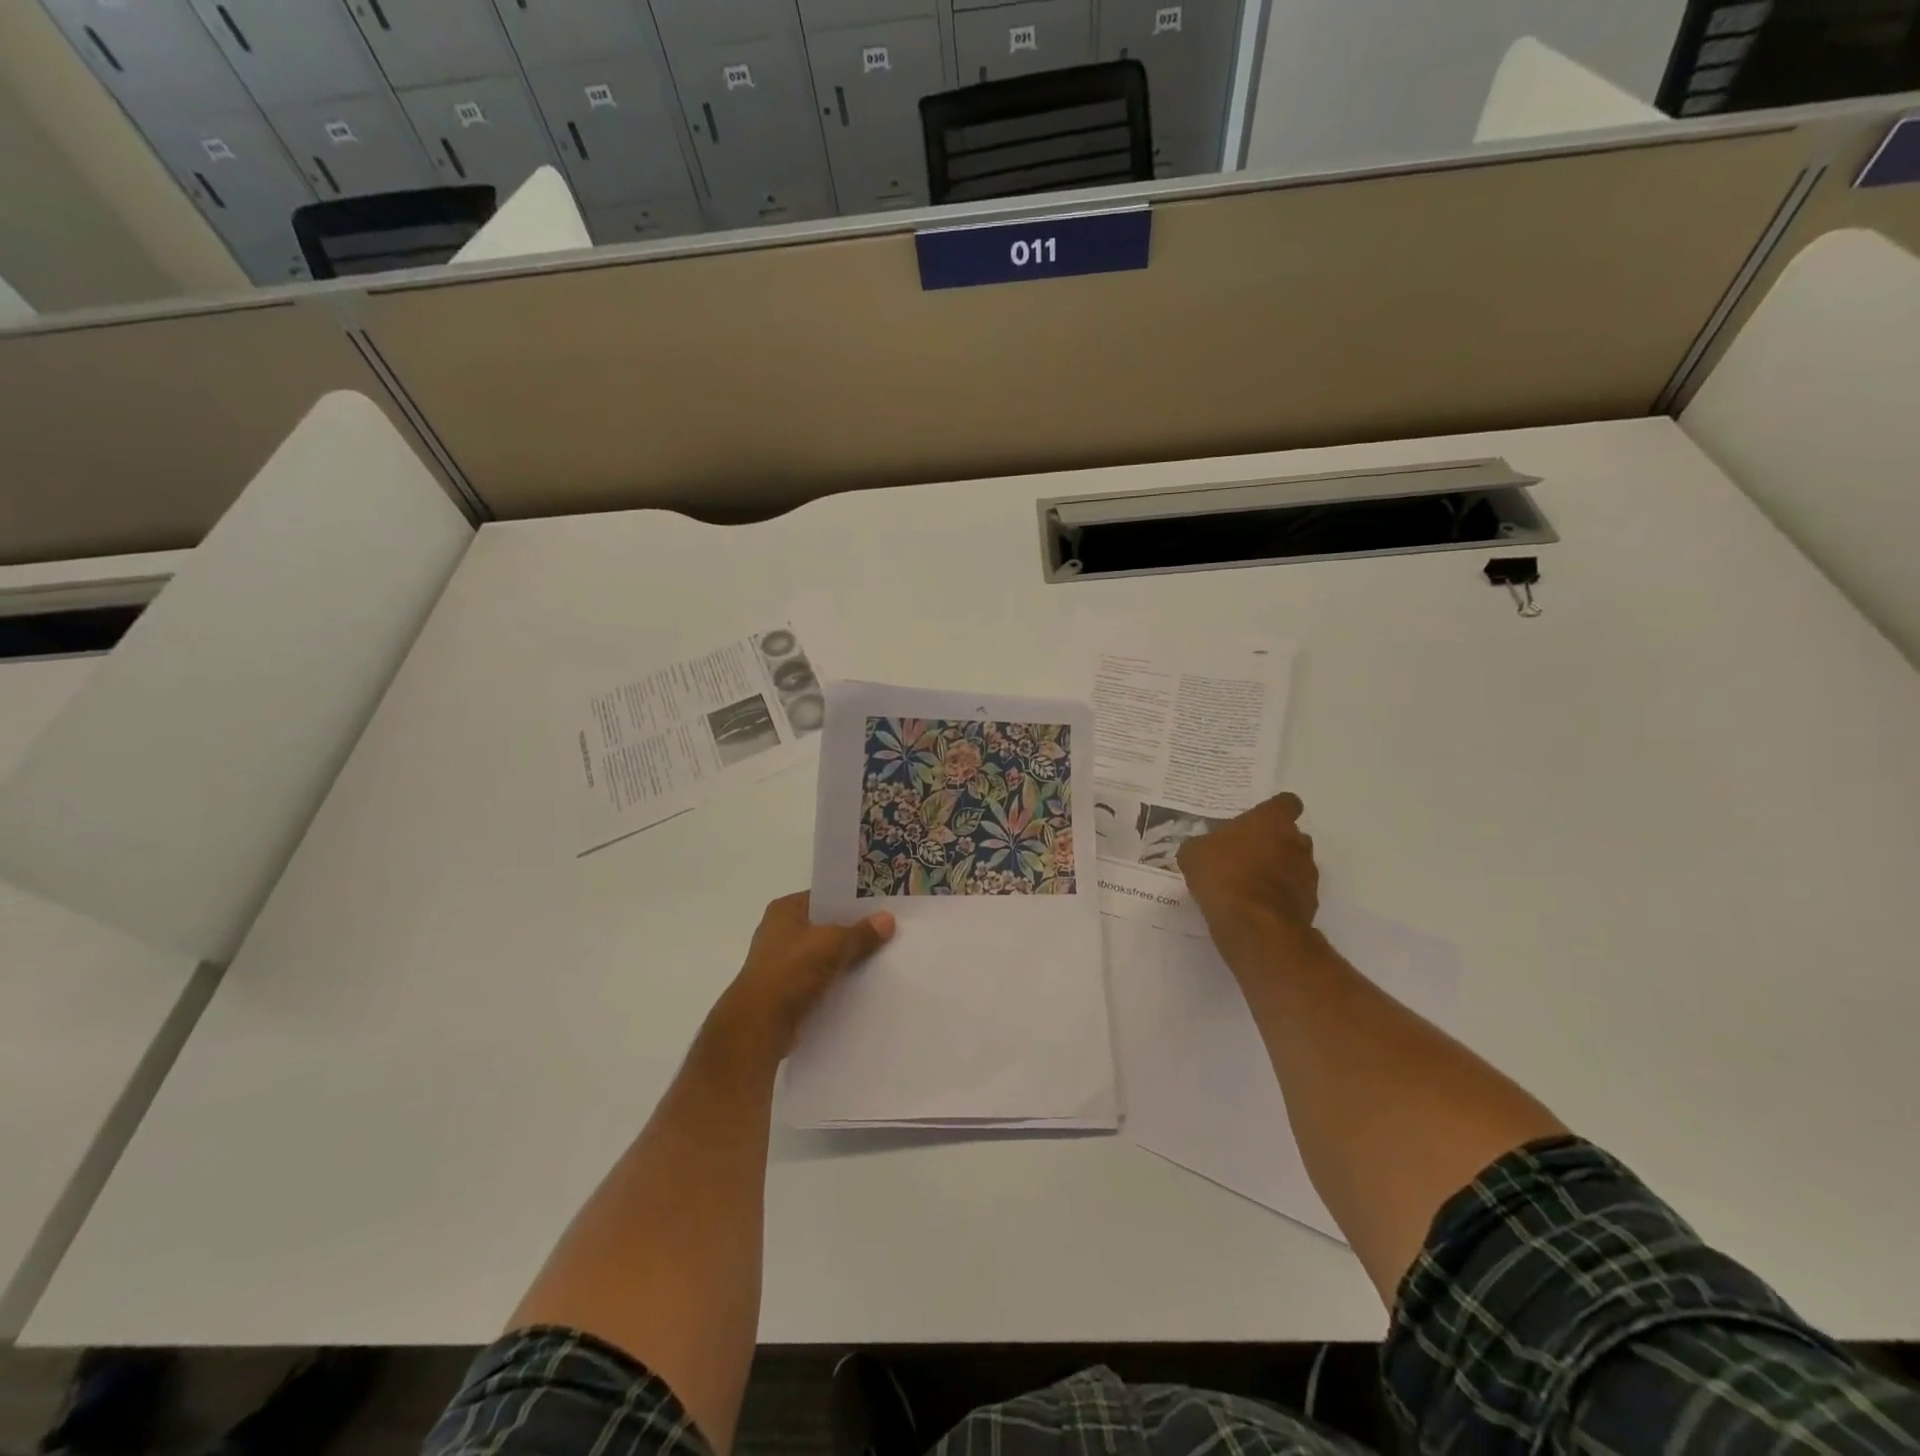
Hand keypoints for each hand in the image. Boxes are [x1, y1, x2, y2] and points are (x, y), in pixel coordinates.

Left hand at [711, 893, 894, 1059]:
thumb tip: (888, 919)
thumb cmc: (790, 971)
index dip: (851, 900)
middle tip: (888, 930)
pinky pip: (821, 978)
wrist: (760, 1025)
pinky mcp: (789, 990)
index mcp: (785, 910)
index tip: (880, 904)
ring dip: (847, 958)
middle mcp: (781, 932)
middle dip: (853, 930)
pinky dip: (838, 980)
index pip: (824, 897)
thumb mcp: (832, 944)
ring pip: (825, 954)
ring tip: (883, 956)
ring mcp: (783, 962)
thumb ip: (861, 932)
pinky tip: (863, 983)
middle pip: (826, 926)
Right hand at [1175, 793, 1319, 949]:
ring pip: (1295, 866)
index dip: (1273, 811)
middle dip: (1273, 844)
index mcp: (1272, 821)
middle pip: (1292, 836)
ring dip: (1278, 872)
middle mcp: (1297, 842)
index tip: (1257, 821)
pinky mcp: (1310, 905)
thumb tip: (1202, 849)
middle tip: (1245, 855)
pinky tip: (1255, 909)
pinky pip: (1294, 895)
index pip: (1286, 803)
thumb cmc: (1223, 875)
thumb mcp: (1194, 854)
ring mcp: (1307, 875)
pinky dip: (1279, 899)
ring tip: (1248, 887)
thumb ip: (1202, 845)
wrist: (1253, 925)